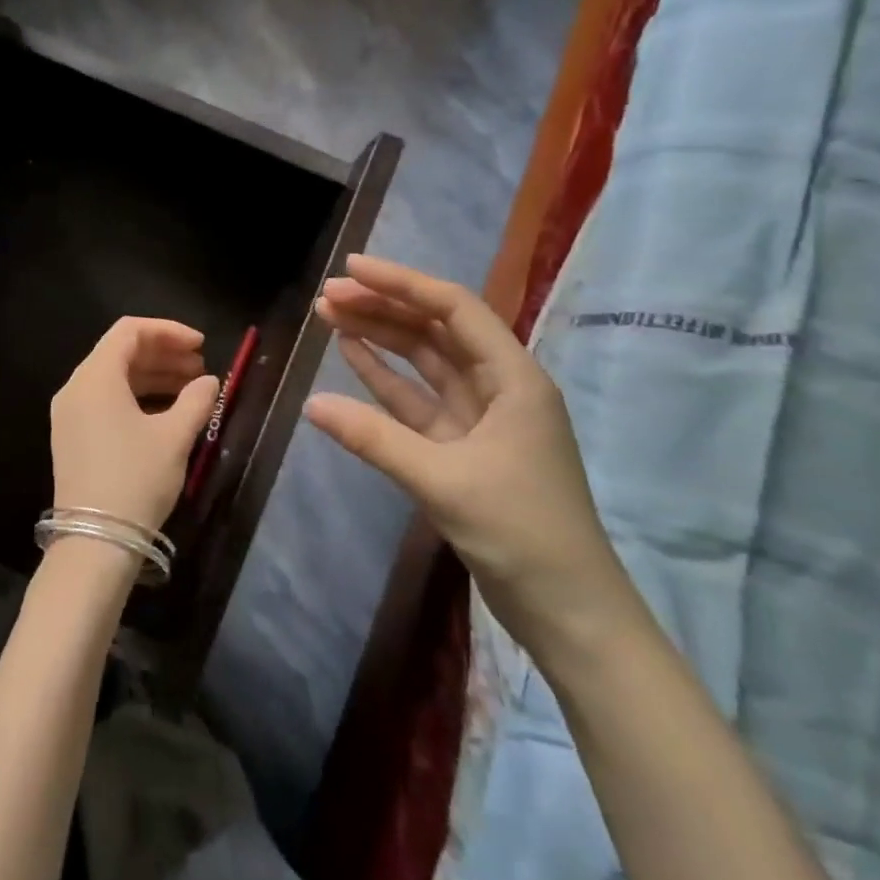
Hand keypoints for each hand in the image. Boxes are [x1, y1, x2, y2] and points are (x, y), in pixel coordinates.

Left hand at [50, 318, 222, 535]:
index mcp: (95, 378)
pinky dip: (136, 397)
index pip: (129, 331)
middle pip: (120, 353)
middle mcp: (75, 388)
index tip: (202, 346)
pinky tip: (166, 412)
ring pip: (113, 379)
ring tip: (191, 389)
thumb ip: (196, 400)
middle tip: (200, 368)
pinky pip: (105, 401)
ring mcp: (69, 414)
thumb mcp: (174, 437)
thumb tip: (208, 382)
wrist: (95, 541)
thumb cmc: (136, 479)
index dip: (168, 331)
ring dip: (152, 377)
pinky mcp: (72, 437)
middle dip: (163, 355)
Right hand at [304, 255, 636, 658]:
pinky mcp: (461, 448)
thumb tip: (312, 403)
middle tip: (326, 296)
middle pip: (435, 331)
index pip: (453, 310)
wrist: (567, 610)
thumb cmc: (520, 533)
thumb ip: (375, 439)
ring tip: (331, 315)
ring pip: (423, 364)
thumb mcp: (444, 481)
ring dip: (380, 338)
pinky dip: (385, 380)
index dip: (401, 284)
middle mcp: (499, 387)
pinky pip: (417, 401)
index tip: (351, 269)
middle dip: (383, 308)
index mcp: (514, 379)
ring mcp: (479, 418)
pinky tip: (353, 357)